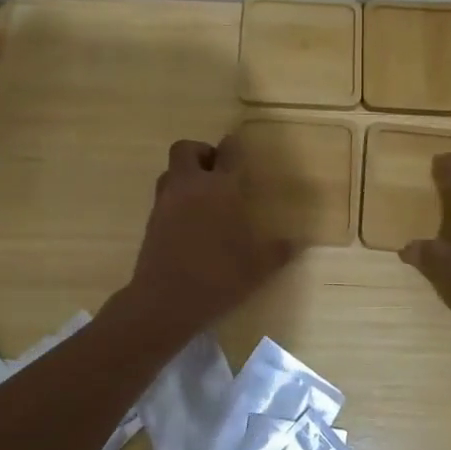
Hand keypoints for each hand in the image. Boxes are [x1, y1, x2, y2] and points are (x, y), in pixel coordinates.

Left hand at [123, 136, 295, 336]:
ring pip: (171, 171)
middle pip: (186, 149)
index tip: (240, 151)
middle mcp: (190, 187)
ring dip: (185, 175)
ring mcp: (165, 203)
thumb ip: (278, 251)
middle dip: (201, 153)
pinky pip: (163, 196)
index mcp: (220, 189)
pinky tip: (190, 223)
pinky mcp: (151, 221)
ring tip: (203, 197)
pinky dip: (176, 199)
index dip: (235, 148)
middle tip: (217, 172)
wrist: (165, 301)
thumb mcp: (257, 268)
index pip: (228, 152)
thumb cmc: (217, 277)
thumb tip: (299, 243)